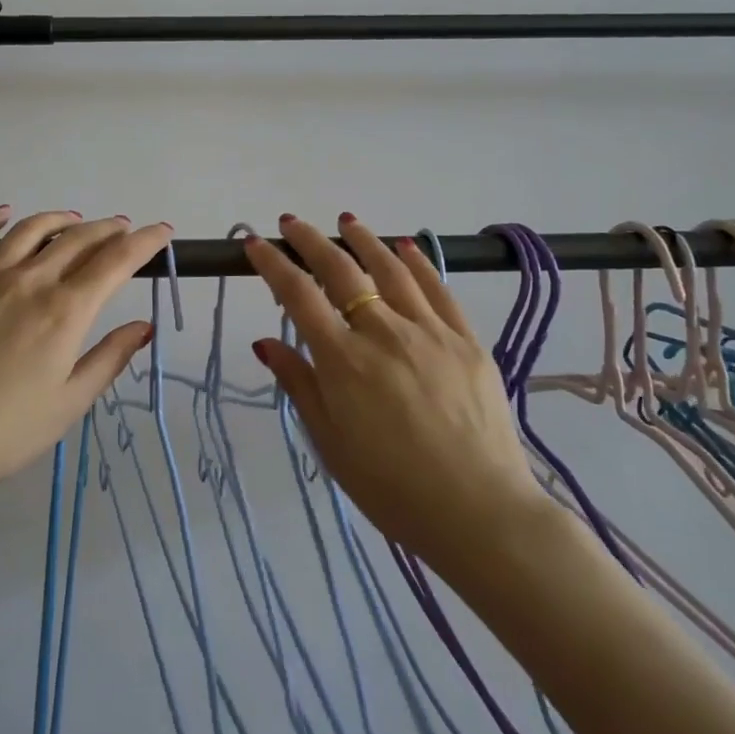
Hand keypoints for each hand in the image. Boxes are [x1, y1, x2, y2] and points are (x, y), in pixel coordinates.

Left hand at [0, 207, 173, 499]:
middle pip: (79, 239)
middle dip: (109, 228)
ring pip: (32, 229)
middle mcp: (31, 280)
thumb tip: (143, 327)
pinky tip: (5, 213)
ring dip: (62, 218)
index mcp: (65, 311)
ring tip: (76, 220)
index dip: (145, 242)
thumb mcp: (68, 404)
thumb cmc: (2, 432)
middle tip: (124, 228)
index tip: (162, 231)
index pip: (116, 262)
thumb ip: (109, 359)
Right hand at [244, 214, 545, 565]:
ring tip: (346, 221)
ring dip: (364, 240)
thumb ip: (299, 385)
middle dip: (310, 241)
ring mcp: (429, 331)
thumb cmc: (392, 488)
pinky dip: (417, 262)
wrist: (479, 512)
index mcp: (343, 360)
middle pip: (341, 270)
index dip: (273, 265)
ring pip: (391, 269)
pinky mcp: (466, 340)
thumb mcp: (330, 444)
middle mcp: (383, 332)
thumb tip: (264, 342)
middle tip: (291, 223)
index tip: (255, 244)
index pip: (298, 296)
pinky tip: (405, 247)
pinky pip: (438, 288)